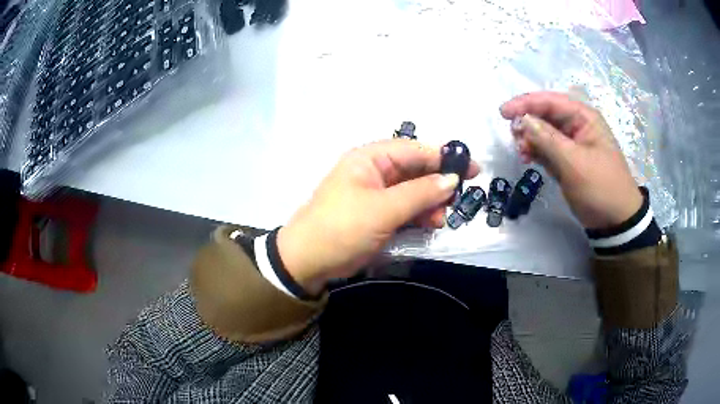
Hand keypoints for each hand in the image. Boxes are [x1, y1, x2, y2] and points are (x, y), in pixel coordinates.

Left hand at [277, 139, 479, 294]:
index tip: (472, 169)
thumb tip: (452, 179)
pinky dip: (420, 215)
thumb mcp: (383, 209)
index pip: (414, 150)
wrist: (308, 261)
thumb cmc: (342, 228)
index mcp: (370, 159)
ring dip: (431, 202)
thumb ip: (420, 193)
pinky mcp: (378, 214)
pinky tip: (431, 224)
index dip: (444, 158)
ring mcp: (377, 194)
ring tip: (442, 218)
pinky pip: (406, 208)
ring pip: (414, 191)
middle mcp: (374, 171)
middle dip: (438, 184)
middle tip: (460, 198)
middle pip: (416, 170)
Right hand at [500, 91, 641, 229]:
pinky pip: (547, 149)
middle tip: (513, 136)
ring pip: (544, 132)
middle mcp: (577, 126)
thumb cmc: (600, 187)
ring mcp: (572, 144)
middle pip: (546, 114)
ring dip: (530, 139)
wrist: (615, 221)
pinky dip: (536, 152)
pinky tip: (528, 159)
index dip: (526, 103)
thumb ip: (547, 140)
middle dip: (528, 122)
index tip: (503, 113)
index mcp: (584, 118)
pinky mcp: (568, 160)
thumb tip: (522, 120)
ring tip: (522, 153)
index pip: (550, 101)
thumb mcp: (574, 163)